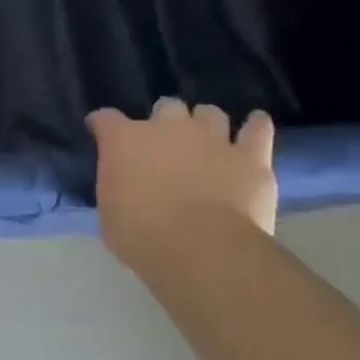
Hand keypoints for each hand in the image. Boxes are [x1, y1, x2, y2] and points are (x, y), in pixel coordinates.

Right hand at [86, 98, 277, 270]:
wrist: (203, 252)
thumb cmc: (143, 237)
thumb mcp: (109, 214)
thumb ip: (115, 189)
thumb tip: (122, 186)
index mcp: (124, 140)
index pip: (106, 118)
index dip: (103, 125)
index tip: (101, 134)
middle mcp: (167, 128)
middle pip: (166, 106)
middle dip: (165, 122)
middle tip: (166, 146)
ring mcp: (211, 138)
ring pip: (210, 113)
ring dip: (206, 124)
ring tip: (208, 141)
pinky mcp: (250, 157)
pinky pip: (257, 130)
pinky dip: (256, 127)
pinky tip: (256, 125)